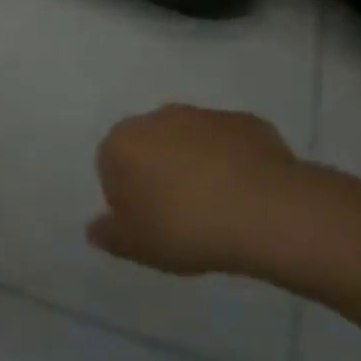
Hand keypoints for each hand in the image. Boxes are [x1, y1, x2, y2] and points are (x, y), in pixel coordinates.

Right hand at [88, 104, 318, 279]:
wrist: (266, 209)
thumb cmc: (186, 228)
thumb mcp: (139, 246)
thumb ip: (110, 235)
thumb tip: (94, 228)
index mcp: (122, 142)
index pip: (111, 166)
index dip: (128, 197)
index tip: (149, 224)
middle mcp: (157, 117)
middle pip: (149, 146)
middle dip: (160, 173)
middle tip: (181, 216)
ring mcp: (202, 114)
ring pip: (189, 141)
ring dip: (195, 165)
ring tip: (218, 208)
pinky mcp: (242, 121)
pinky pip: (227, 143)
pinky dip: (231, 162)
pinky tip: (246, 195)